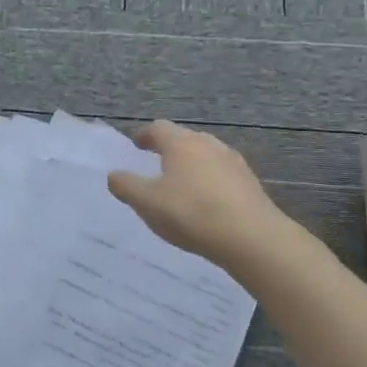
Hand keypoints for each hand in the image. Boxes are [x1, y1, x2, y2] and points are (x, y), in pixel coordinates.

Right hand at [108, 120, 298, 269]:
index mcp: (181, 143)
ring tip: (181, 182)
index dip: (144, 135)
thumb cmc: (191, 213)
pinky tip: (207, 200)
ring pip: (206, 154)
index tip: (136, 144)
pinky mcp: (250, 182)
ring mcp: (233, 162)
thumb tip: (114, 174)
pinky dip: (210, 180)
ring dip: (192, 163)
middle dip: (169, 147)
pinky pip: (222, 173)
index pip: (158, 128)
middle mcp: (208, 144)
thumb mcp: (147, 203)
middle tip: (156, 161)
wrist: (252, 238)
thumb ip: (126, 186)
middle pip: (184, 138)